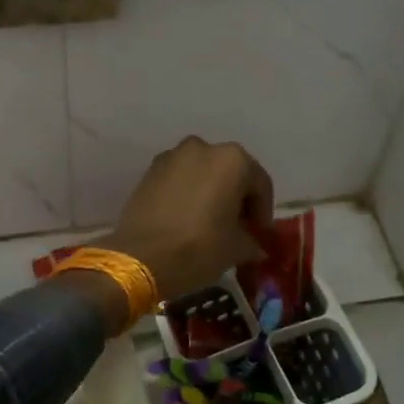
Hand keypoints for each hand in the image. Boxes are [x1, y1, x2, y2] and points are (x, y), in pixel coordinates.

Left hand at [100, 136, 273, 300]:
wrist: (141, 256)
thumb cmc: (199, 247)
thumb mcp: (236, 249)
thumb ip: (251, 242)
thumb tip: (256, 247)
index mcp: (233, 160)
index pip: (260, 184)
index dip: (263, 211)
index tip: (260, 233)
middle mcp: (203, 148)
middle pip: (230, 173)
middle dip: (236, 198)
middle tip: (237, 227)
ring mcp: (172, 156)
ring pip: (202, 173)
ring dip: (210, 193)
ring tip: (210, 223)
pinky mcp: (149, 171)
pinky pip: (178, 179)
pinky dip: (187, 193)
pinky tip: (186, 219)